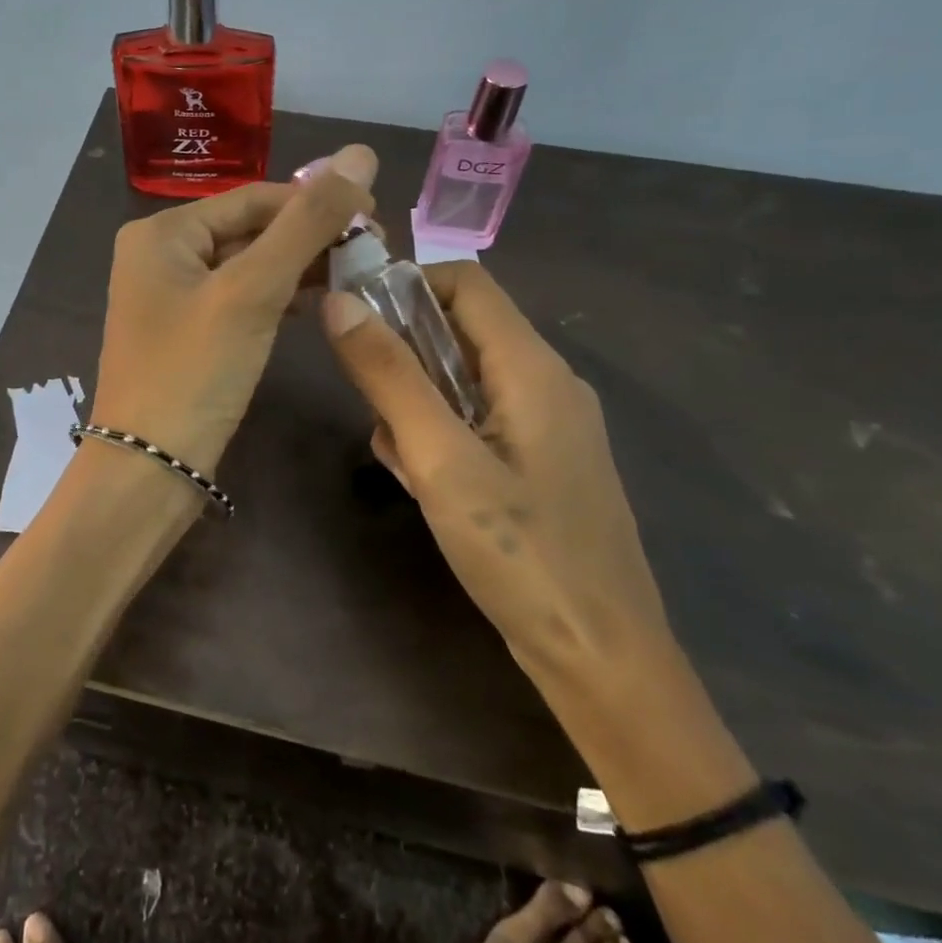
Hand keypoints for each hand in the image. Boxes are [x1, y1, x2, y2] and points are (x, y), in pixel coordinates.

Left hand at [89, 145, 377, 474]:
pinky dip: (278, 297)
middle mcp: (161, 255)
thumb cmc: (195, 372)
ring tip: (358, 271)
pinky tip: (317, 300)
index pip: (254, 198)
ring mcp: (172, 296)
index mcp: (162, 232)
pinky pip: (240, 298)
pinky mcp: (188, 332)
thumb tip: (359, 152)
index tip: (377, 217)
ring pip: (248, 265)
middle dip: (309, 236)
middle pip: (250, 229)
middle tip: (373, 249)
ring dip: (299, 266)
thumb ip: (306, 222)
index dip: (316, 201)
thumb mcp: (252, 291)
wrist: (149, 470)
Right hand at [321, 261, 673, 697]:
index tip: (354, 321)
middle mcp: (547, 383)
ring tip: (402, 463)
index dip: (406, 285)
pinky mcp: (540, 463)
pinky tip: (425, 487)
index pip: (465, 281)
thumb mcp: (441, 460)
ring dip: (418, 406)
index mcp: (532, 367)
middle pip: (461, 331)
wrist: (602, 661)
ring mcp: (547, 426)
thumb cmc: (520, 554)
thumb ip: (389, 376)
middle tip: (374, 411)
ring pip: (462, 381)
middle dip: (405, 359)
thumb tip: (339, 301)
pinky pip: (476, 421)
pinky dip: (441, 437)